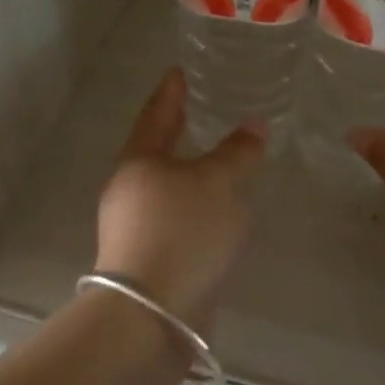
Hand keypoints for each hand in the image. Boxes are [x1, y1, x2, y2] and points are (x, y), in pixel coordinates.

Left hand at [95, 68, 266, 324]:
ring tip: (219, 161)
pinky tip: (218, 211)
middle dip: (178, 131)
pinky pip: (176, 218)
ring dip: (190, 172)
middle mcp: (129, 189)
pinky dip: (196, 206)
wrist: (152, 313)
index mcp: (139, 161)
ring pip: (167, 187)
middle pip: (156, 150)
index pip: (156, 113)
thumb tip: (254, 125)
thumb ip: (238, 152)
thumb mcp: (219, 184)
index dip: (171, 91)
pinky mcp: (148, 257)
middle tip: (200, 110)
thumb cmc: (182, 232)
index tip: (179, 71)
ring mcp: (133, 226)